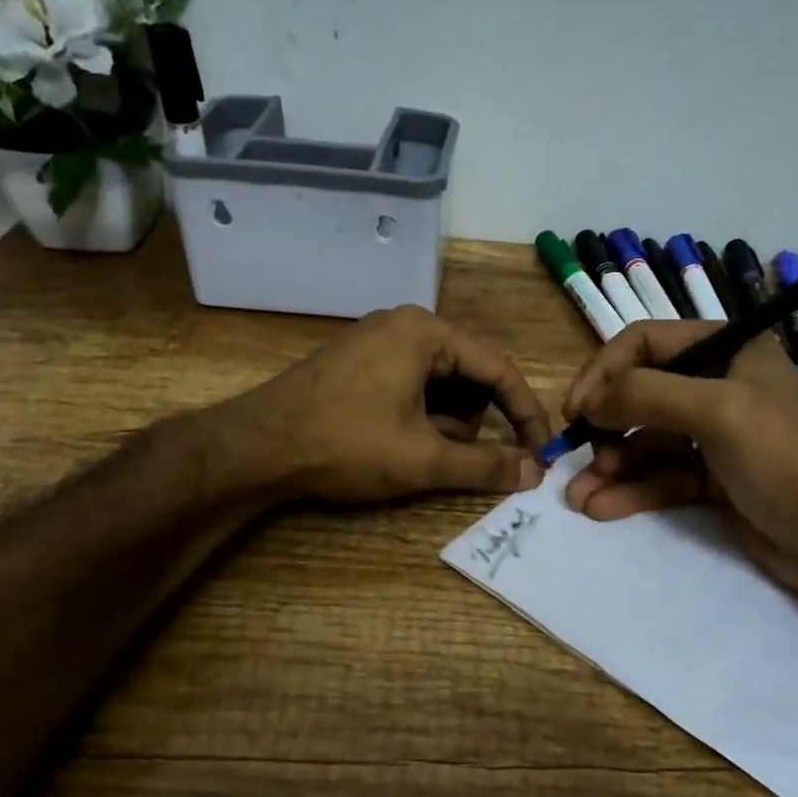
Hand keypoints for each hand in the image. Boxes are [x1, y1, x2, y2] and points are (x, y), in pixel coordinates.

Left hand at [230, 306, 550, 503]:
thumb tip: (534, 471)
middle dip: (471, 423)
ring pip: (439, 385)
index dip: (525, 415)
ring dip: (443, 424)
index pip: (499, 371)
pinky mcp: (357, 362)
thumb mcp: (423, 459)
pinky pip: (409, 385)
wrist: (256, 447)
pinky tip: (397, 443)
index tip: (541, 452)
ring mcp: (376, 341)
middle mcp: (405, 325)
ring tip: (418, 454)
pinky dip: (418, 416)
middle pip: (468, 376)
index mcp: (427, 332)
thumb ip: (485, 465)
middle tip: (456, 460)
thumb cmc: (346, 444)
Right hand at [560, 322, 797, 602]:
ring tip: (578, 495)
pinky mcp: (710, 479)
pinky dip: (630, 491)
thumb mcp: (717, 411)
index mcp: (725, 350)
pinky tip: (601, 508)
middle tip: (578, 455)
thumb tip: (589, 402)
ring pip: (644, 442)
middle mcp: (715, 384)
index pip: (644, 343)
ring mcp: (712, 435)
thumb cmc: (785, 458)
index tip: (576, 409)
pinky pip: (659, 477)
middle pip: (639, 393)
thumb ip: (646, 395)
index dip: (604, 371)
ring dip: (609, 466)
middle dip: (604, 426)